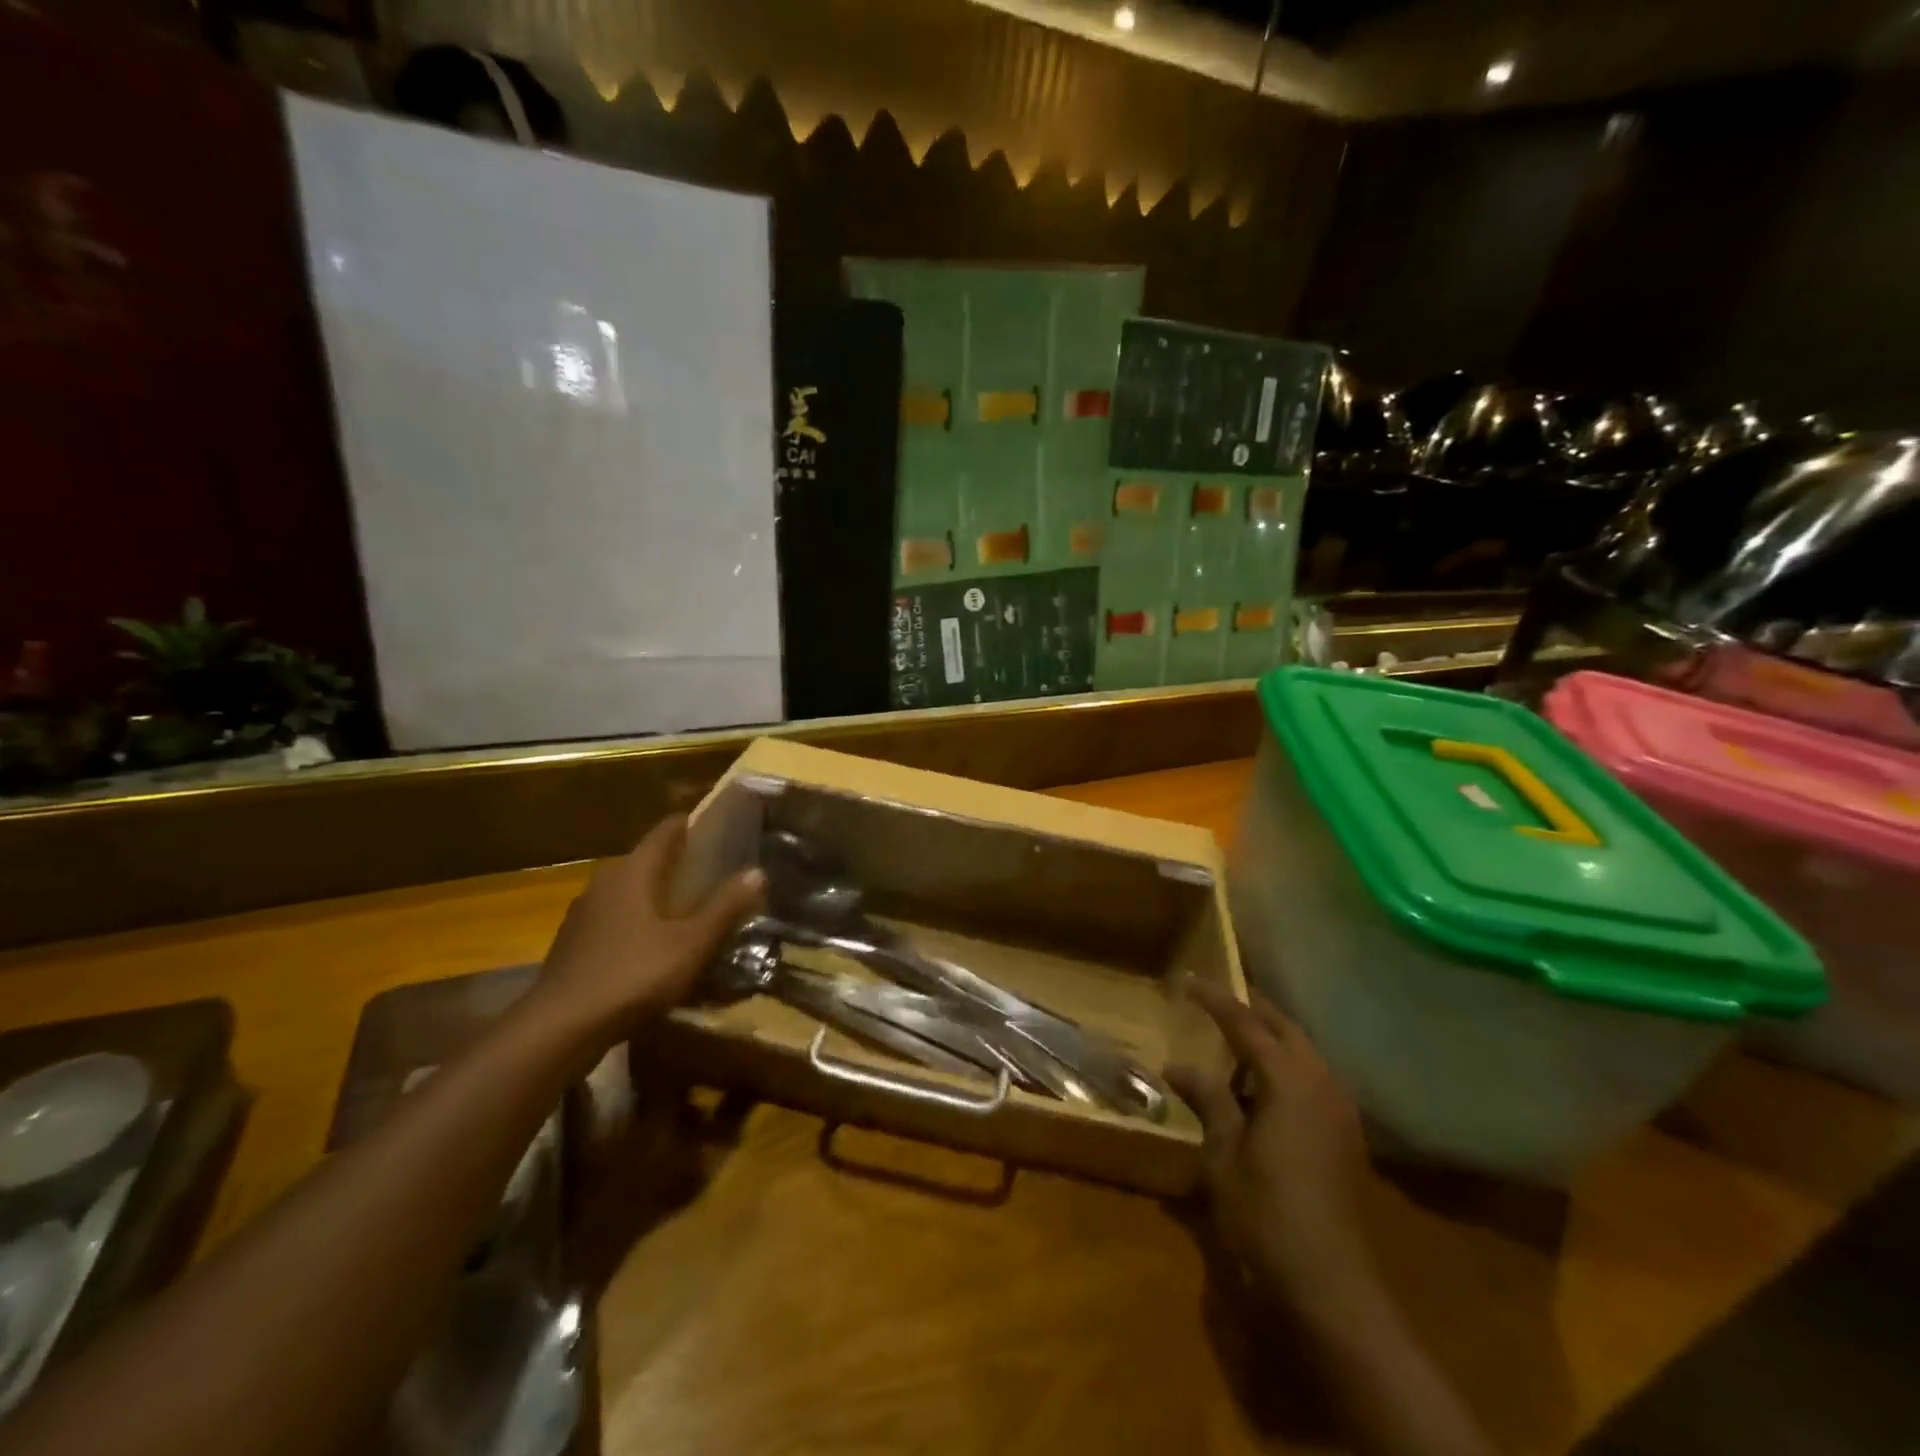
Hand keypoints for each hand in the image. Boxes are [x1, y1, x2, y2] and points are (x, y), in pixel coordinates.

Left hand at [534, 815, 764, 1045]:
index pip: (665, 831)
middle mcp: (604, 882)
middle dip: (677, 863)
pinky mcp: (573, 942)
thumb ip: (725, 907)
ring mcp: (584, 913)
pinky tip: (651, 945)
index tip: (717, 827)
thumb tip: (758, 872)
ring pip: (628, 891)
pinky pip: (614, 918)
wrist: (560, 1028)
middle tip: (712, 872)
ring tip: (686, 908)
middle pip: (646, 860)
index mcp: (633, 871)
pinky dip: (636, 921)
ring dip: (655, 894)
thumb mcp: (692, 944)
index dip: (691, 825)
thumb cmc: (633, 975)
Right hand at [1169, 981, 1373, 1313]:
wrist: (1332, 1288)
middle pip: (1285, 1030)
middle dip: (1253, 1010)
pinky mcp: (1346, 1139)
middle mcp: (1321, 1084)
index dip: (1216, 1000)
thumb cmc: (1267, 1213)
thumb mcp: (1224, 1153)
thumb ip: (1208, 1100)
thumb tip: (1178, 1065)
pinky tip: (1264, 1089)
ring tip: (1236, 1040)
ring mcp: (1340, 1112)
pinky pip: (1314, 1082)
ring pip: (1305, 1055)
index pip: (1246, 1024)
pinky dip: (1287, 1070)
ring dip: (1272, 1040)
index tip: (1189, 981)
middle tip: (1218, 999)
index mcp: (1289, 1080)